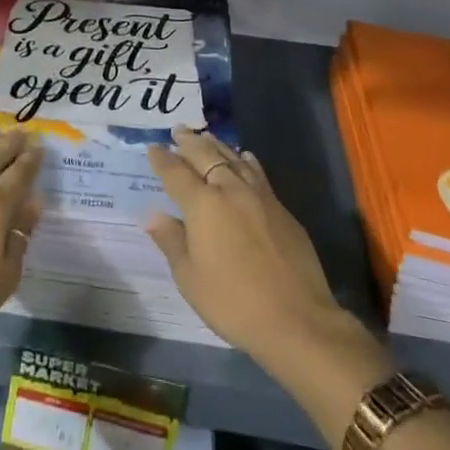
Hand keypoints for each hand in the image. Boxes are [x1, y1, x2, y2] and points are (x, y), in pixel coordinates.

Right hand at [143, 128, 353, 369]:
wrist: (296, 319)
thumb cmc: (233, 302)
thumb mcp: (190, 279)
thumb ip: (172, 241)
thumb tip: (153, 215)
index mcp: (203, 205)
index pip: (176, 173)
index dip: (162, 159)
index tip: (153, 147)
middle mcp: (230, 189)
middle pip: (206, 156)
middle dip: (189, 142)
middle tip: (179, 130)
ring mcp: (259, 196)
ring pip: (233, 158)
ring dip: (216, 145)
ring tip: (206, 136)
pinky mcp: (281, 208)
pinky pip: (257, 172)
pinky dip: (245, 160)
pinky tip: (244, 157)